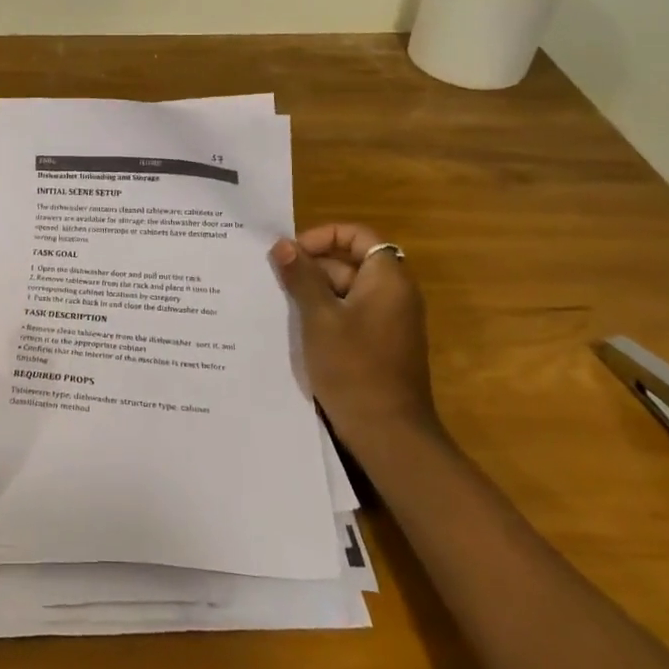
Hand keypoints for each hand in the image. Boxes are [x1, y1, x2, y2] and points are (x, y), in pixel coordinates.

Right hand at [270, 223, 440, 453]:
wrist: (388, 433)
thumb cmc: (354, 367)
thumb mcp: (319, 318)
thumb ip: (302, 277)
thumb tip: (283, 244)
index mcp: (387, 280)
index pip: (357, 236)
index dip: (323, 236)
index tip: (292, 253)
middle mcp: (393, 294)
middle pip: (349, 262)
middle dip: (311, 267)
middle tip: (275, 280)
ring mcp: (388, 321)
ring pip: (346, 290)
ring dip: (313, 292)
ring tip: (278, 302)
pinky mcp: (379, 344)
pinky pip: (350, 314)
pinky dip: (324, 314)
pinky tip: (296, 328)